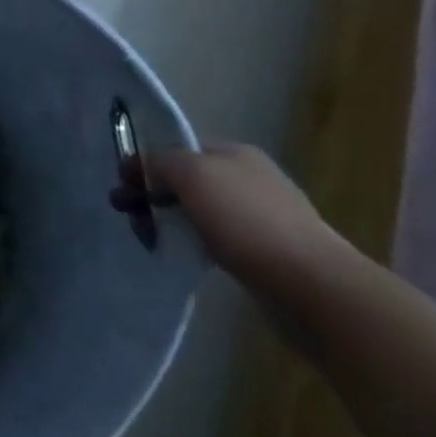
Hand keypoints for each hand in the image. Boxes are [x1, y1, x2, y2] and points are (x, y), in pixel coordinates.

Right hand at [146, 142, 343, 300]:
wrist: (313, 288)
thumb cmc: (247, 220)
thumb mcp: (191, 173)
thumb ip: (160, 161)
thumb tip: (144, 165)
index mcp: (235, 152)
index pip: (179, 147)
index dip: (147, 161)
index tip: (122, 184)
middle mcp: (250, 179)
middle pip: (187, 179)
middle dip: (153, 193)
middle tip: (127, 214)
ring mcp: (262, 219)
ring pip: (200, 212)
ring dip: (171, 221)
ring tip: (149, 239)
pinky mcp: (267, 257)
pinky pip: (217, 241)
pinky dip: (195, 244)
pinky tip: (186, 256)